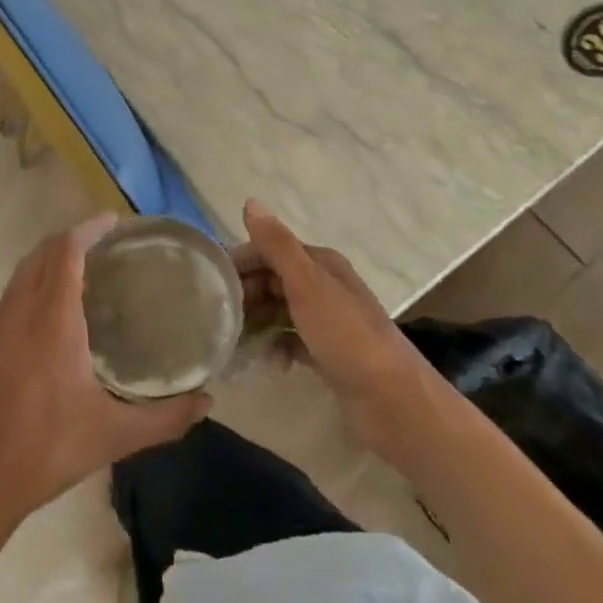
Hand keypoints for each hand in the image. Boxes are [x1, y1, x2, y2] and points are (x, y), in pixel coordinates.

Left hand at [0, 213, 211, 544]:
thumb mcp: (114, 437)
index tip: (115, 222)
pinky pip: (12, 294)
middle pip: (42, 253)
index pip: (66, 252)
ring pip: (22, 272)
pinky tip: (53, 312)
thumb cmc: (45, 451)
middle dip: (73, 238)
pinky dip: (34, 281)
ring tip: (85, 269)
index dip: (89, 229)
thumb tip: (207, 402)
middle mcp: (21, 313)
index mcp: (52, 322)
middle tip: (108, 243)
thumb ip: (166, 418)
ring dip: (50, 257)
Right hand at [235, 200, 441, 471]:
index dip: (240, 263)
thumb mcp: (307, 285)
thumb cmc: (346, 336)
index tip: (209, 284)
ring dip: (256, 323)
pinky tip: (265, 363)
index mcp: (321, 264)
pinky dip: (275, 348)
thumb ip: (277, 245)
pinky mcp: (327, 354)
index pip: (269, 250)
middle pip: (272, 281)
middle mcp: (324, 286)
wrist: (393, 401)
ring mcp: (327, 322)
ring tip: (232, 342)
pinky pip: (290, 342)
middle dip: (244, 295)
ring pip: (279, 312)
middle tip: (217, 318)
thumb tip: (249, 201)